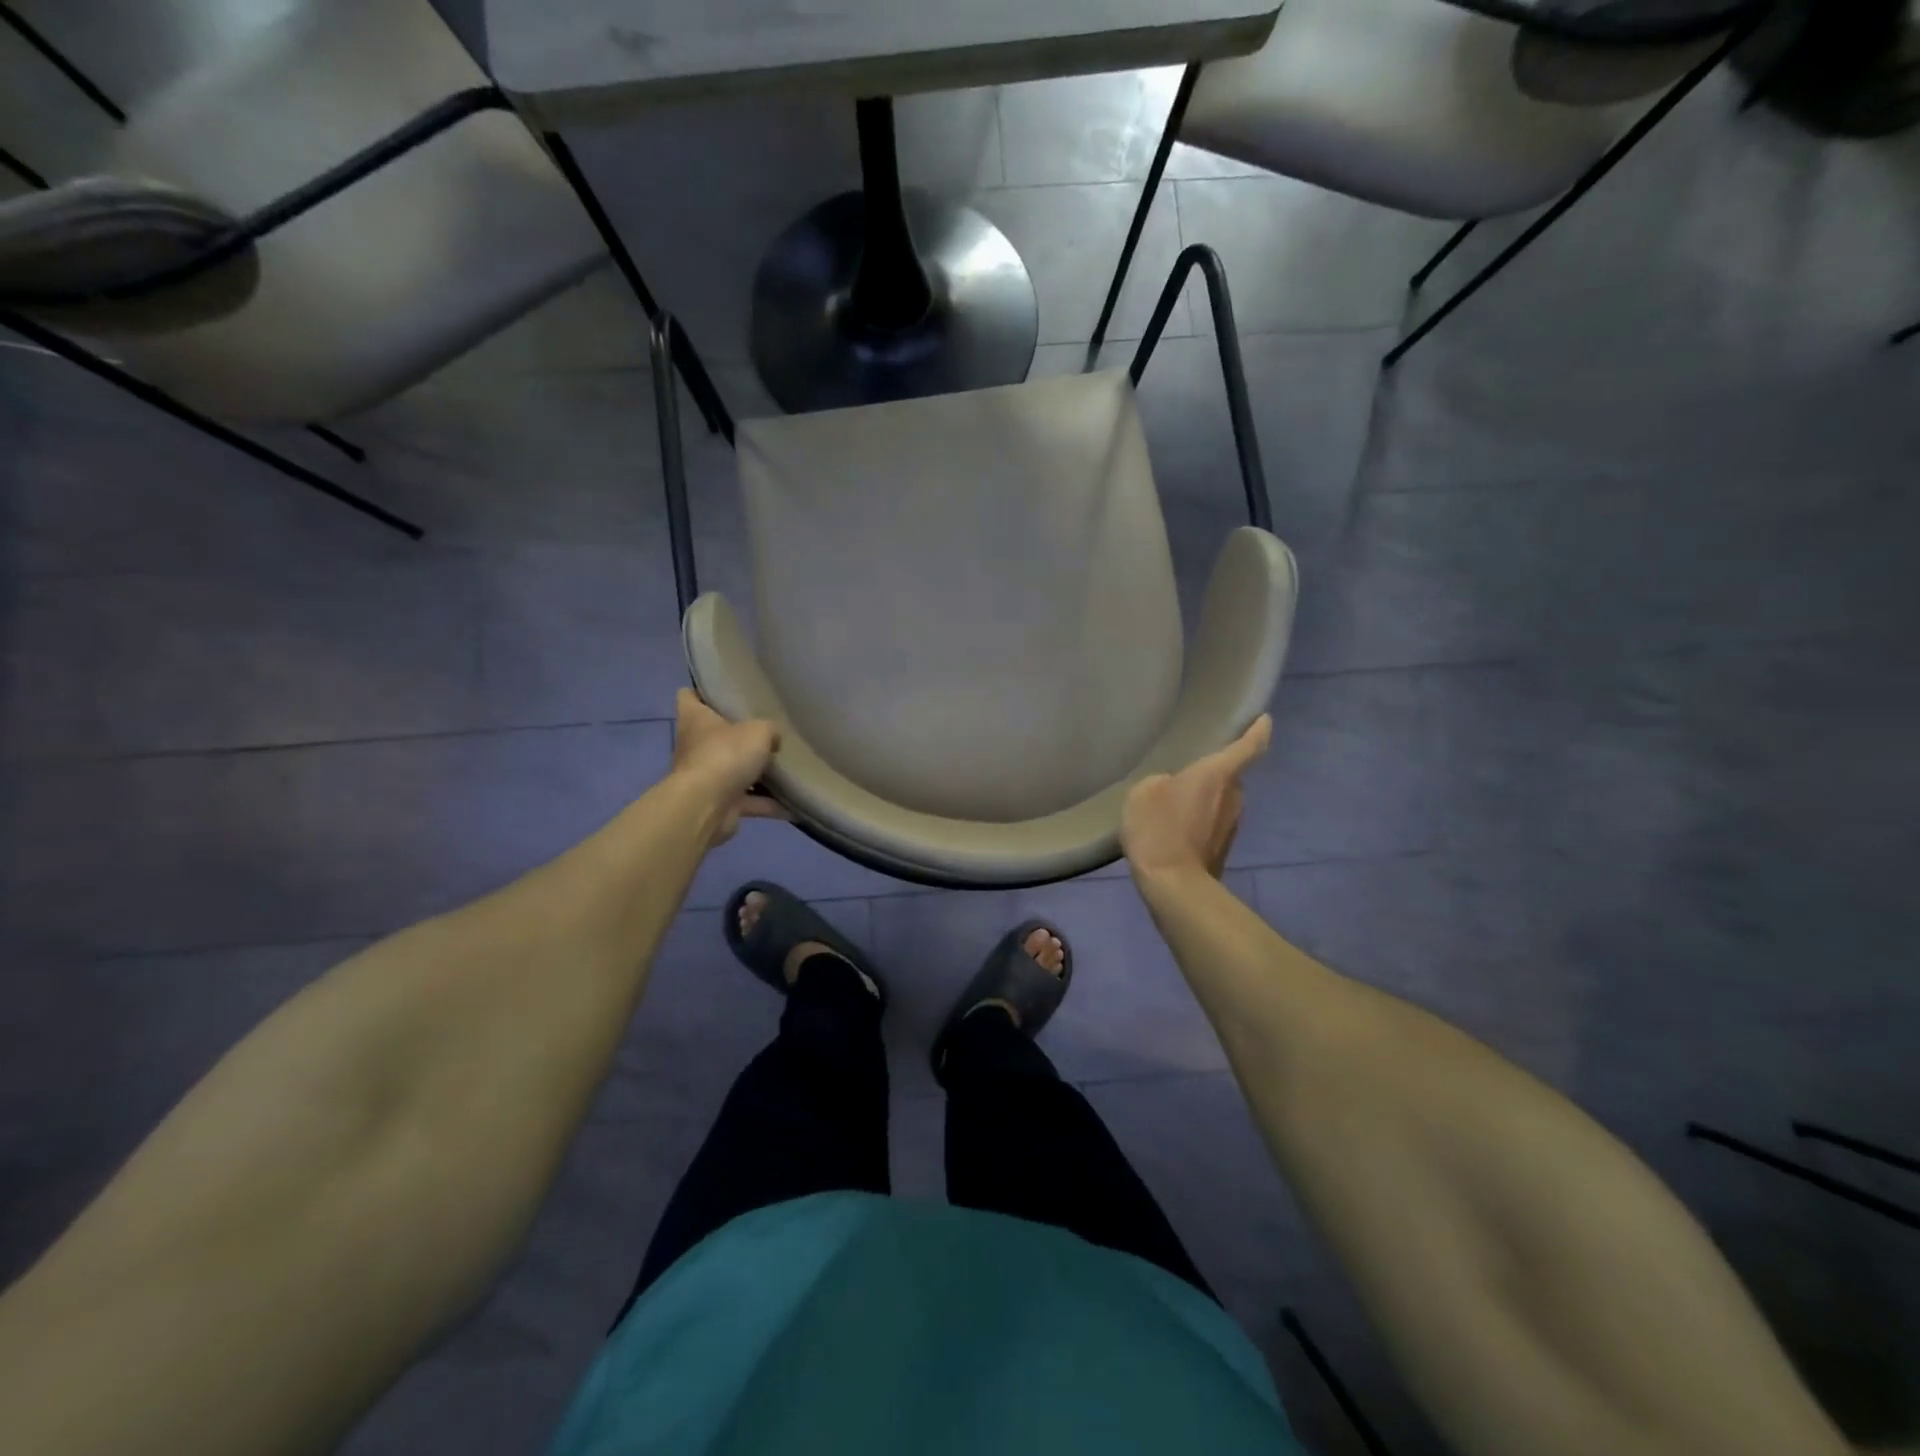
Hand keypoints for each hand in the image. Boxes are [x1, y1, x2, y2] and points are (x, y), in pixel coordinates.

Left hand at [671, 688, 786, 844]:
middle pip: (715, 735)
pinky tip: (792, 804)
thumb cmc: (726, 754)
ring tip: (785, 768)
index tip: (725, 692)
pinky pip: (748, 801)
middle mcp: (695, 746)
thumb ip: (770, 729)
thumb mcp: (759, 730)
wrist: (707, 806)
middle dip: (739, 736)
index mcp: (695, 719)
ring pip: (733, 770)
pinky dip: (767, 804)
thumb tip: (774, 738)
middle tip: (767, 731)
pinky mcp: (718, 803)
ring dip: (756, 774)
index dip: (703, 692)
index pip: (689, 696)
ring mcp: (705, 777)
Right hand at [1121, 716, 1271, 881]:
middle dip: (1215, 772)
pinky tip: (1173, 829)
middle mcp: (1233, 796)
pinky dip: (1197, 822)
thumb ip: (1162, 781)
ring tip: (1175, 802)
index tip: (1264, 719)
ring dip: (1204, 800)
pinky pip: (1210, 824)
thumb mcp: (1144, 791)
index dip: (1258, 730)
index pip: (1249, 745)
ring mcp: (1231, 825)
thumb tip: (1173, 790)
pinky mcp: (1221, 849)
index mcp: (1218, 774)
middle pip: (1230, 776)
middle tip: (1189, 770)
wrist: (1174, 885)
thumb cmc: (1160, 827)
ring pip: (1220, 802)